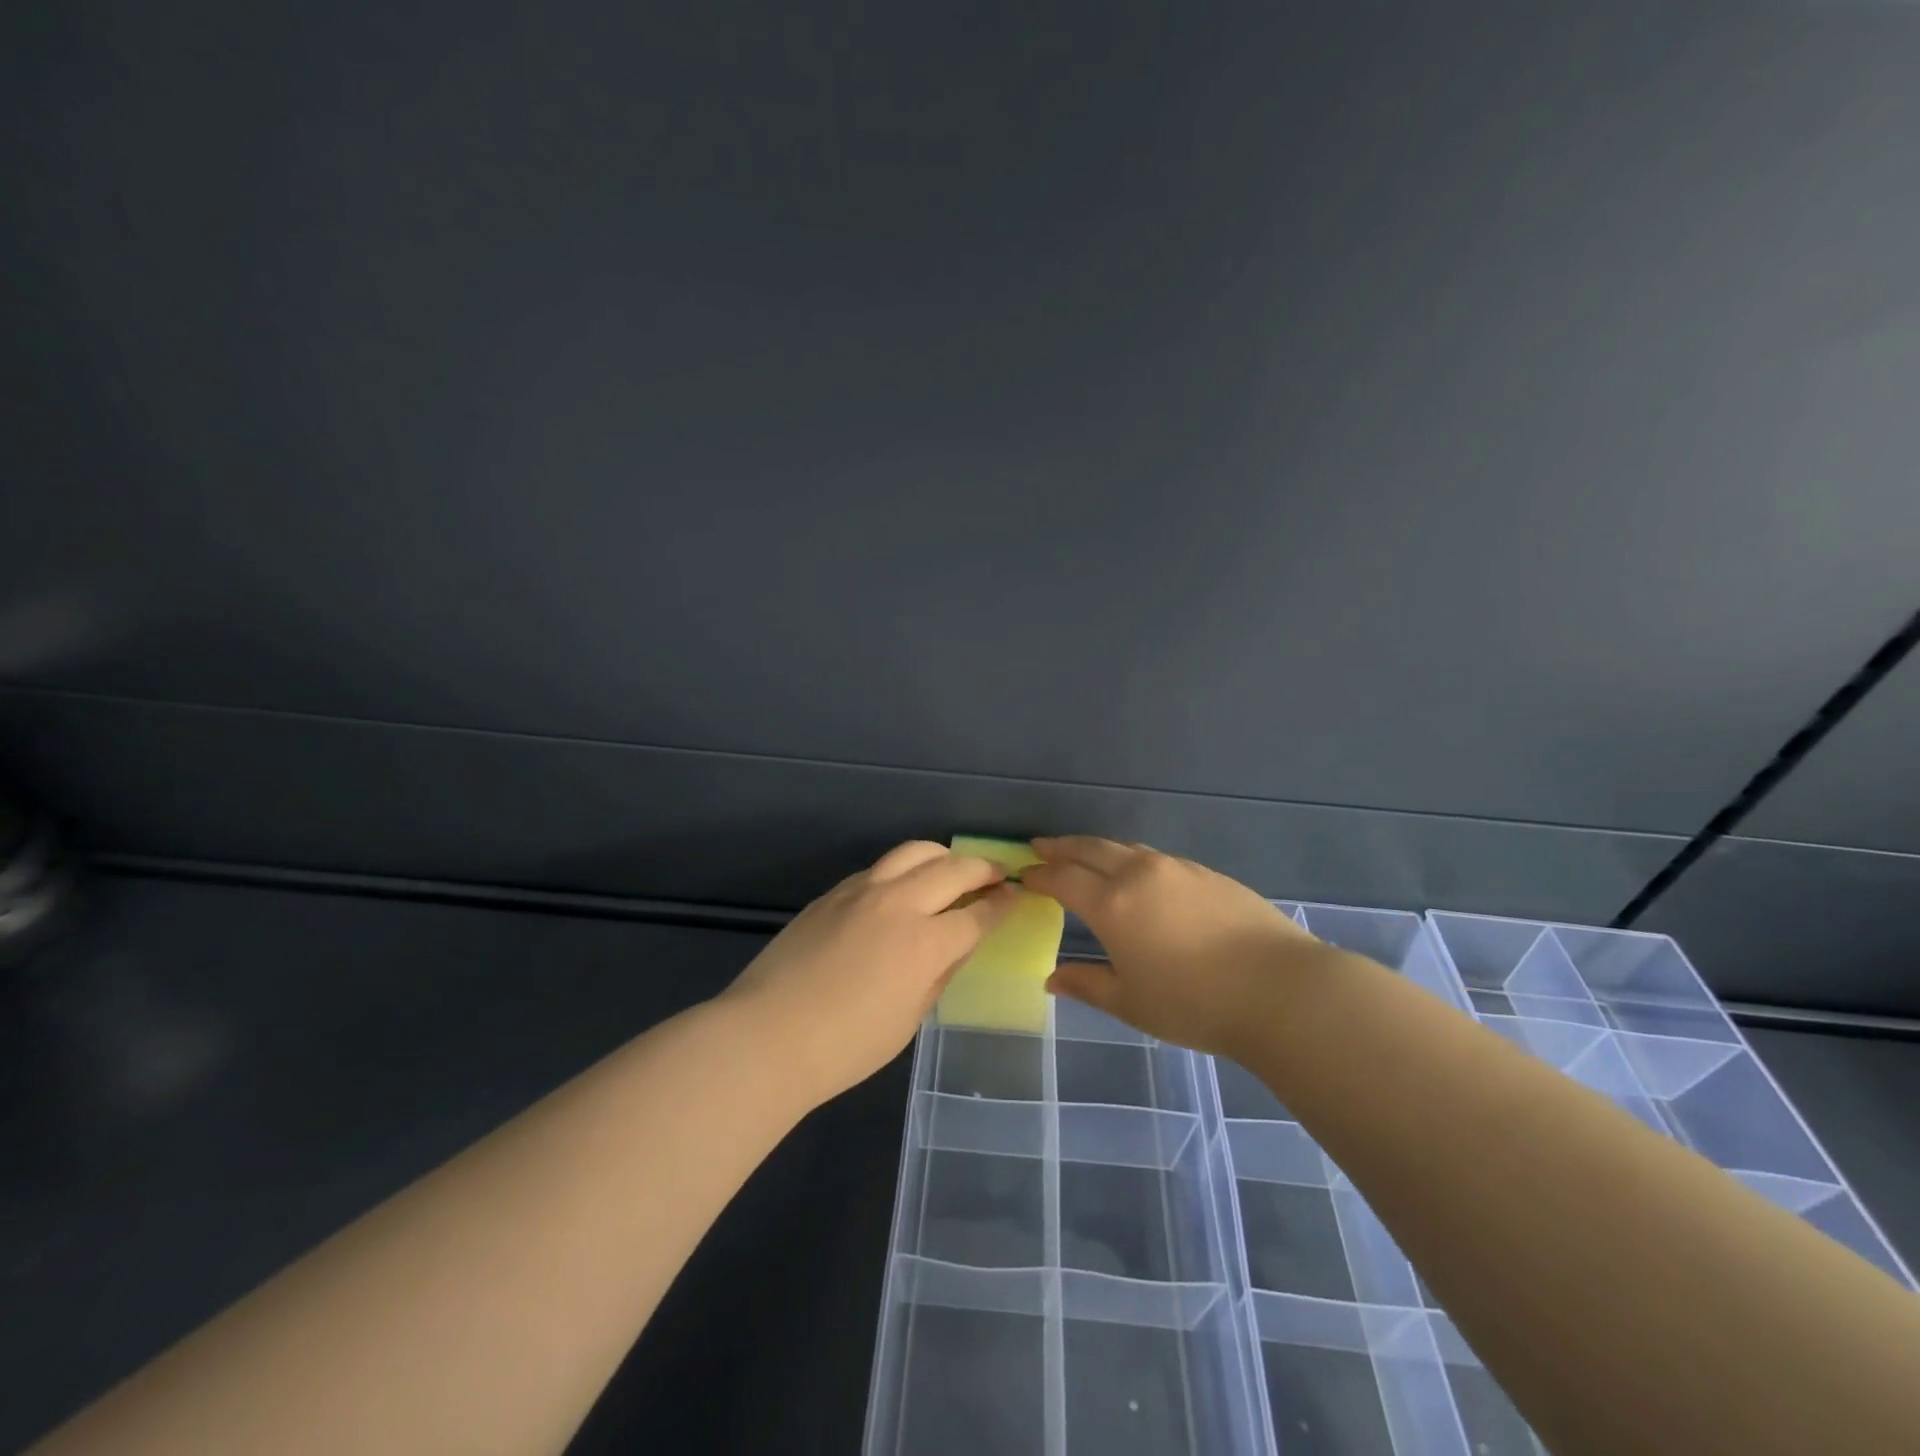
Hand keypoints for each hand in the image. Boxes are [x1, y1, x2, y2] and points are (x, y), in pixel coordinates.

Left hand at [722, 841, 1021, 1101]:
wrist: (767, 1035)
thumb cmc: (845, 1047)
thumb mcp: (908, 1019)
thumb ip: (938, 974)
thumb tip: (956, 945)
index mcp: (924, 943)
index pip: (977, 915)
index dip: (1001, 905)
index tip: (1015, 897)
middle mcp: (898, 904)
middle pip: (953, 869)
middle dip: (983, 868)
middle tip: (997, 873)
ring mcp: (862, 891)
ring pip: (914, 852)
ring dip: (943, 856)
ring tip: (954, 867)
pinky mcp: (834, 893)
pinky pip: (880, 868)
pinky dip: (904, 869)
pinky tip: (904, 887)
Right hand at [1024, 836, 1328, 1057]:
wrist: (1280, 989)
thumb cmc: (1194, 1003)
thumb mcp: (1131, 1002)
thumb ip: (1087, 984)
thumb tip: (1052, 977)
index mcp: (1112, 904)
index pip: (1064, 879)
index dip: (1040, 875)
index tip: (1024, 875)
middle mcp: (1139, 874)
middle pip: (1090, 849)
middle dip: (1061, 847)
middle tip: (1040, 847)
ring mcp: (1176, 868)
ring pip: (1125, 847)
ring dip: (1096, 848)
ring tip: (1083, 854)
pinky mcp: (1207, 873)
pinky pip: (1156, 857)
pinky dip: (1132, 858)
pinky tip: (1138, 874)